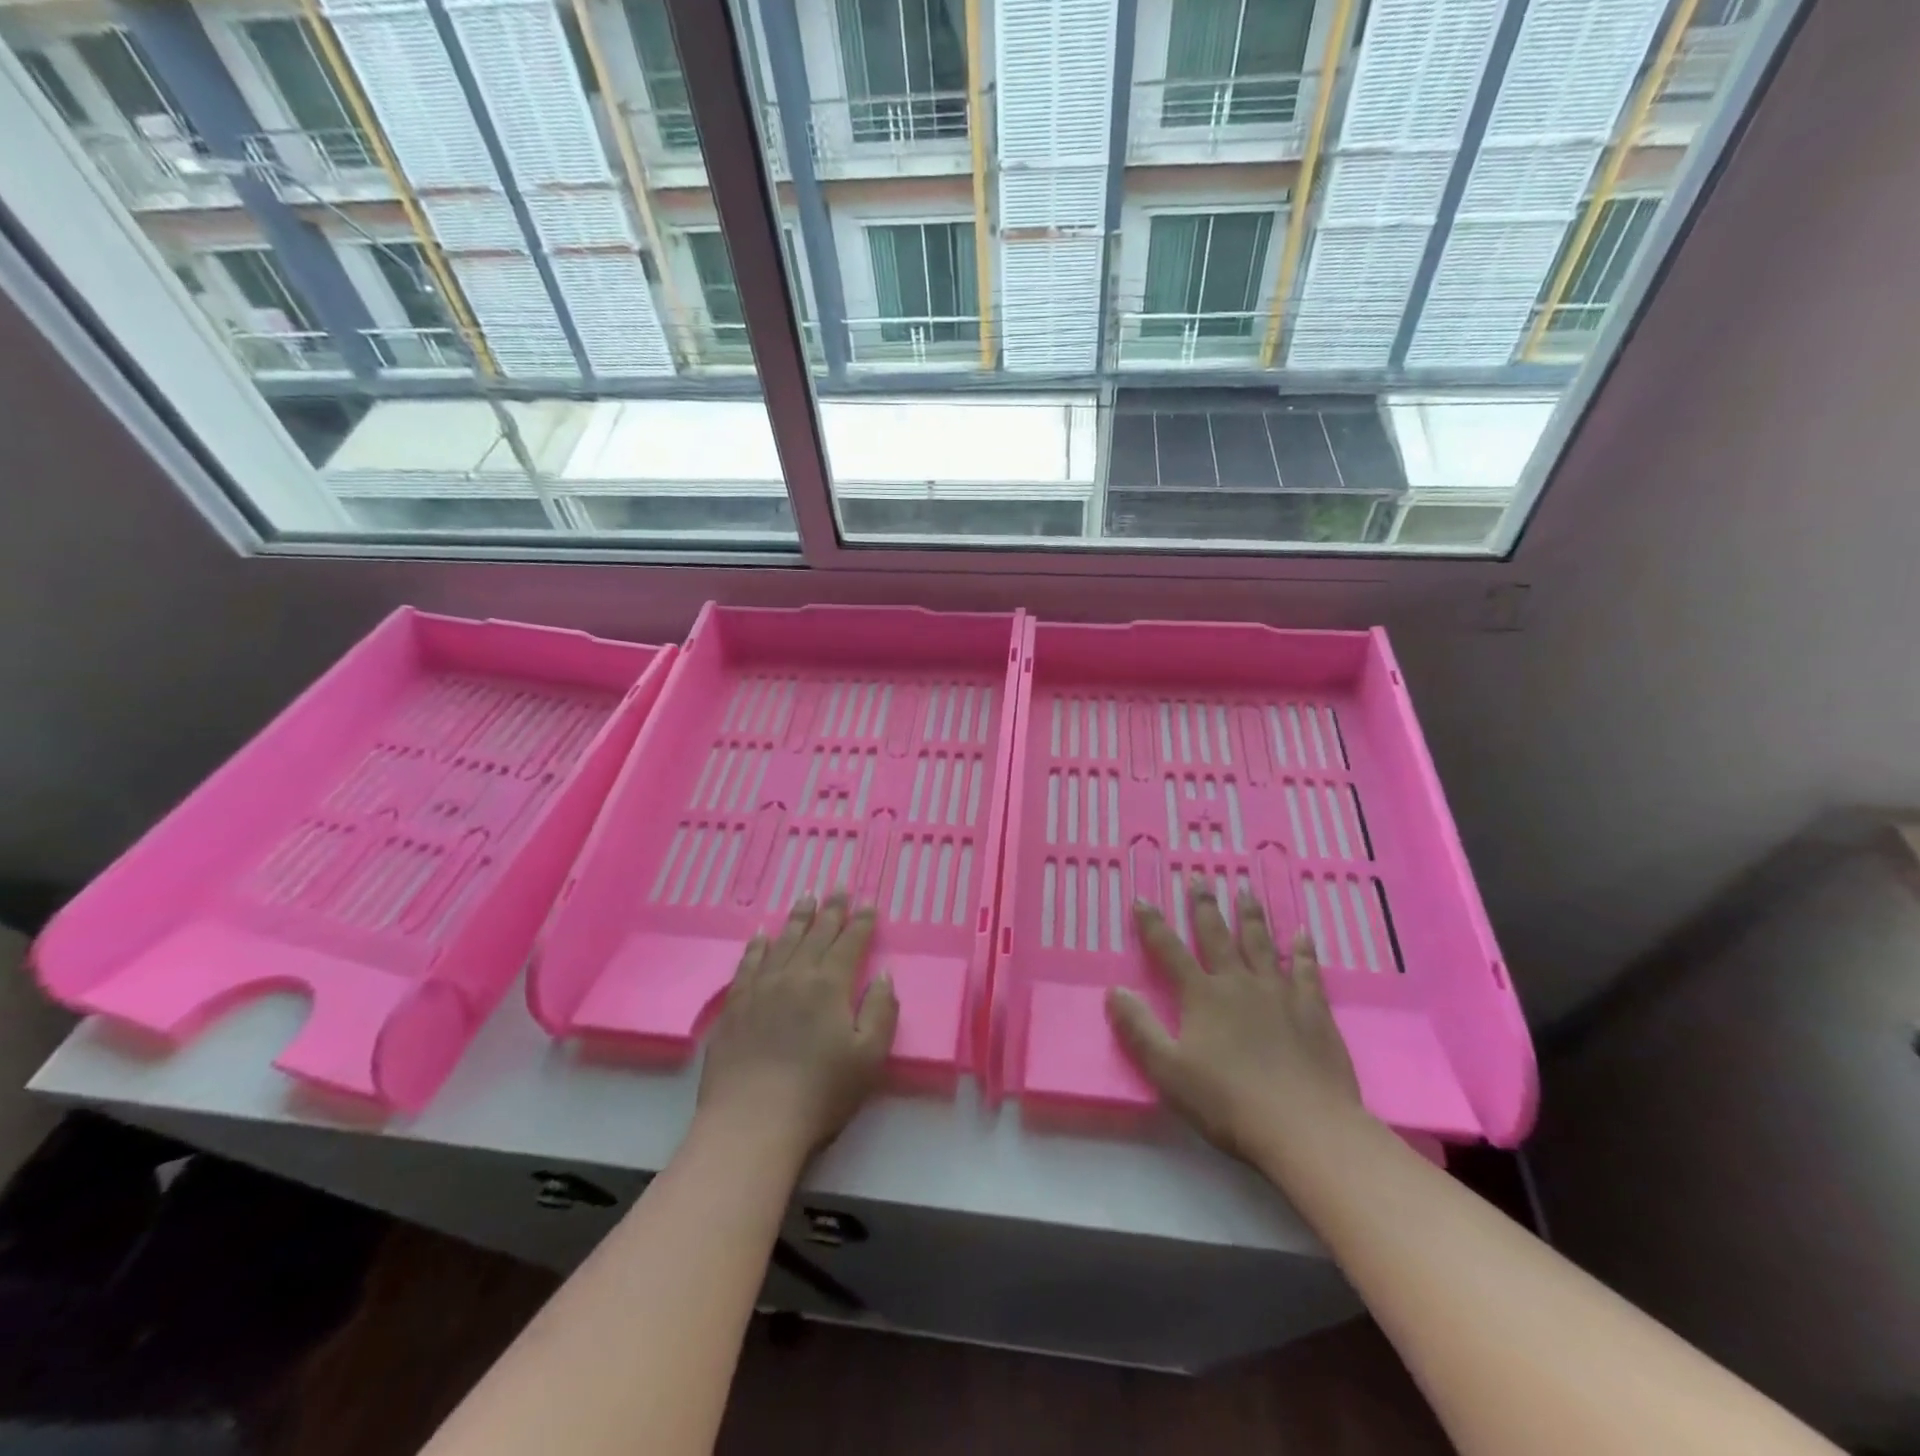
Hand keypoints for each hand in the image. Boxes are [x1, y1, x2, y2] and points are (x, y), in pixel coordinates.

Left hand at [696, 893, 898, 1158]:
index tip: (868, 903)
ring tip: (806, 897)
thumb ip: (881, 1012)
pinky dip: (758, 944)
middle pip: (817, 934)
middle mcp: (795, 976)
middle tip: (838, 887)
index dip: (861, 922)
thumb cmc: (819, 1094)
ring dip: (798, 918)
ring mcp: (761, 988)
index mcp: (831, 986)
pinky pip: (748, 963)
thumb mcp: (869, 1058)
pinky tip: (762, 932)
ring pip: (783, 941)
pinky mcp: (734, 1006)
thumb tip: (883, 976)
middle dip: (831, 910)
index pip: (850, 943)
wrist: (751, 1123)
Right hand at [1106, 878, 1365, 1161]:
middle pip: (1218, 936)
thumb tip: (1114, 990)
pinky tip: (1303, 935)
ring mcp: (1279, 993)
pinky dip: (1303, 950)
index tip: (1141, 899)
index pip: (1170, 951)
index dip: (1153, 925)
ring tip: (1246, 891)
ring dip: (1251, 916)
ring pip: (1261, 944)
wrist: (1305, 1127)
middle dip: (1204, 906)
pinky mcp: (1313, 1010)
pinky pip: (1307, 970)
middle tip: (1200, 878)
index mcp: (1202, 996)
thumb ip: (1139, 1029)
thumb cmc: (1228, 1102)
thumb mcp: (1168, 1071)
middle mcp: (1238, 983)